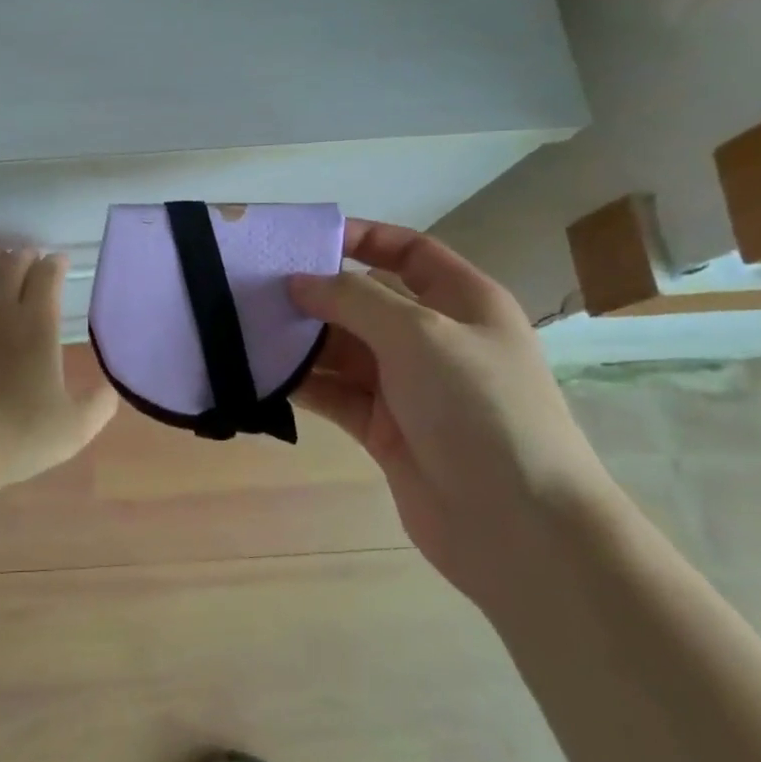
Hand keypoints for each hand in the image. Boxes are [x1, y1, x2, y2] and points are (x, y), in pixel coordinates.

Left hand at [0, 248, 118, 488]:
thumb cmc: (13, 436)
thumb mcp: (72, 429)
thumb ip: (98, 405)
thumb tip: (110, 388)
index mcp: (36, 324)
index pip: (46, 275)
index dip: (54, 264)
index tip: (58, 261)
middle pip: (10, 264)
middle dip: (23, 255)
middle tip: (29, 256)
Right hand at [287, 220, 617, 608]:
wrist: (515, 524)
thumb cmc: (478, 407)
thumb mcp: (419, 334)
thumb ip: (353, 299)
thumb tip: (298, 282)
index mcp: (462, 302)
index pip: (409, 252)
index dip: (361, 238)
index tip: (303, 239)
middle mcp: (434, 338)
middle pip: (365, 301)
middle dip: (315, 293)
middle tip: (252, 286)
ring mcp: (408, 386)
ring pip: (343, 349)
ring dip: (300, 339)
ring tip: (244, 327)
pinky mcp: (383, 428)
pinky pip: (334, 393)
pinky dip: (302, 382)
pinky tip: (261, 373)